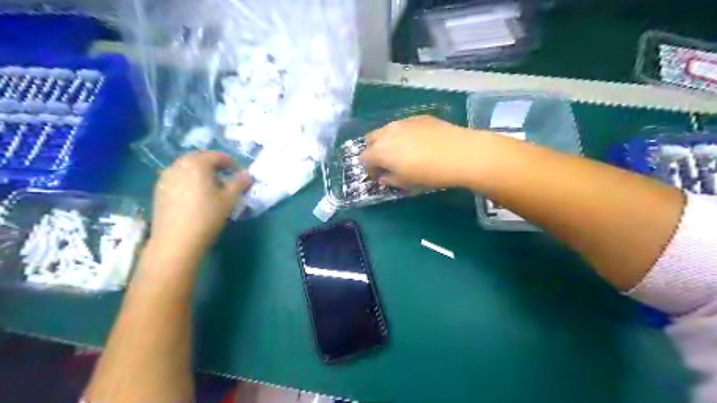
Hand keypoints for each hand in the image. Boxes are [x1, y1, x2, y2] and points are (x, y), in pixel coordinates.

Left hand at [150, 151, 252, 260]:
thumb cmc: (207, 217)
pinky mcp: (158, 190)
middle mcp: (178, 165)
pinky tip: (196, 198)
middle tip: (228, 180)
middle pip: (200, 159)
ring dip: (202, 174)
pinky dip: (190, 182)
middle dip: (216, 167)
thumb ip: (240, 183)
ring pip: (188, 169)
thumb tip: (248, 174)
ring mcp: (165, 177)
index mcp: (196, 163)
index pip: (217, 156)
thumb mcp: (229, 199)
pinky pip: (178, 178)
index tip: (240, 174)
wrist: (175, 242)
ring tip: (213, 190)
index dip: (232, 163)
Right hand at [362, 113, 483, 187]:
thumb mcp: (406, 183)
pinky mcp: (419, 117)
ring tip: (404, 151)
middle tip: (387, 161)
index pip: (364, 158)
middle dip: (374, 150)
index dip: (369, 168)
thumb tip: (383, 177)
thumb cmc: (428, 173)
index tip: (379, 175)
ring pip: (387, 130)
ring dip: (388, 140)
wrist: (459, 153)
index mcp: (380, 151)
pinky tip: (420, 142)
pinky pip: (404, 125)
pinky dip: (404, 133)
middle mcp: (387, 132)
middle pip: (371, 139)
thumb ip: (390, 180)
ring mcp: (403, 122)